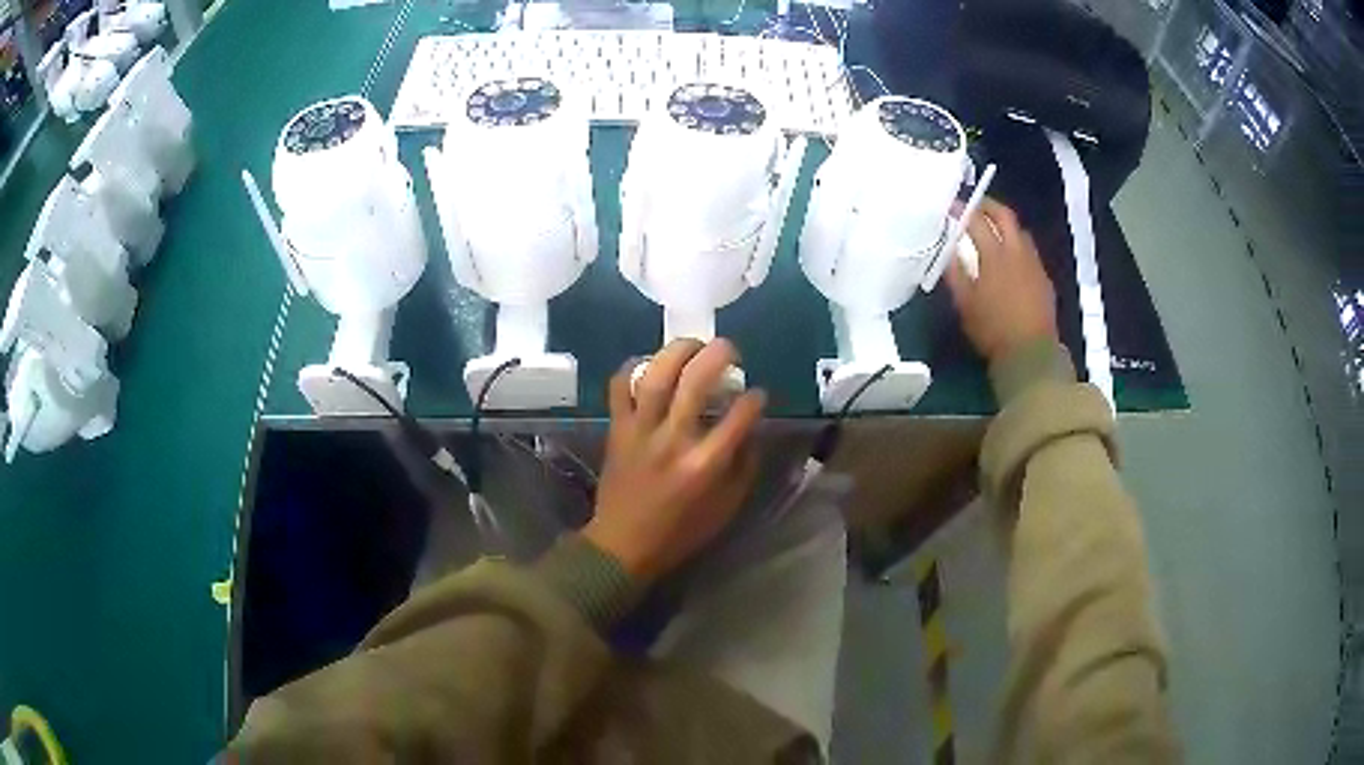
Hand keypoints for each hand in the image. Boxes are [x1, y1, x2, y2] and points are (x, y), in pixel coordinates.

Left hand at [583, 339, 765, 583]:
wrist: (622, 544)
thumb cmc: (680, 531)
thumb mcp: (728, 507)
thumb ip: (745, 465)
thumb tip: (751, 427)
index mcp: (706, 464)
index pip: (740, 415)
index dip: (754, 398)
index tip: (757, 394)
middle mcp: (674, 440)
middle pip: (696, 381)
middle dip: (718, 355)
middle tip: (729, 349)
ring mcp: (641, 431)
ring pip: (657, 376)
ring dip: (678, 351)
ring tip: (693, 345)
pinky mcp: (617, 429)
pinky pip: (619, 388)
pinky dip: (632, 368)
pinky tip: (649, 363)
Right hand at [945, 198, 1057, 364]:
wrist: (1030, 354)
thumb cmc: (992, 331)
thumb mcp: (965, 304)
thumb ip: (955, 273)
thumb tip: (948, 250)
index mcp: (995, 257)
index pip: (977, 222)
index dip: (962, 211)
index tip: (951, 207)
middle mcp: (1017, 252)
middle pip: (1005, 215)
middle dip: (988, 206)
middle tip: (974, 206)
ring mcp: (1034, 264)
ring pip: (1020, 231)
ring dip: (1005, 224)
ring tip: (992, 230)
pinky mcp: (1044, 277)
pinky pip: (1029, 251)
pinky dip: (1016, 244)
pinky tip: (1010, 258)